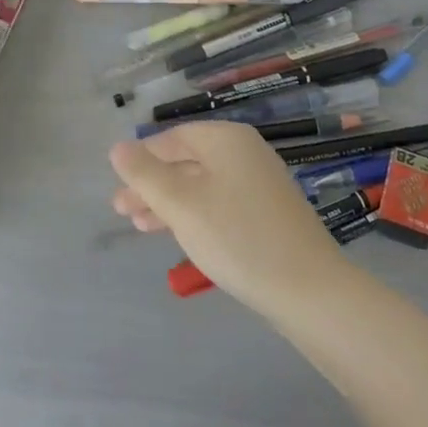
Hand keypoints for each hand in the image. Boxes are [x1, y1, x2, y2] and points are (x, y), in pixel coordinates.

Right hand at [109, 121, 349, 318]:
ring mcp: (260, 183)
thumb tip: (118, 147)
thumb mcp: (181, 204)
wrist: (310, 290)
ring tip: (140, 227)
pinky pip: (221, 202)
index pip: (174, 136)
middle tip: (121, 211)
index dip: (143, 157)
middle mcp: (245, 152)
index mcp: (226, 139)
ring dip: (169, 203)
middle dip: (152, 184)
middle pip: (187, 160)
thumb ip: (145, 174)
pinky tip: (181, 236)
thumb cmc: (237, 237)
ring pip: (202, 184)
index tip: (119, 184)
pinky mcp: (269, 213)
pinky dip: (195, 214)